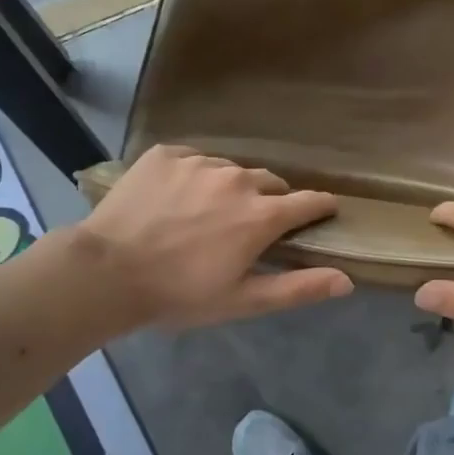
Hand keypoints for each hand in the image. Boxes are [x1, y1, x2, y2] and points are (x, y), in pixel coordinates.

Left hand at [76, 146, 352, 328]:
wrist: (106, 272)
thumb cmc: (179, 294)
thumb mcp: (243, 300)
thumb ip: (298, 287)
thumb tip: (347, 280)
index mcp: (262, 215)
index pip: (309, 201)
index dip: (320, 207)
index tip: (323, 212)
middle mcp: (238, 179)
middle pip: (271, 183)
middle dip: (270, 201)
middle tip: (251, 226)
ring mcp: (200, 162)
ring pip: (232, 170)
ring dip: (232, 188)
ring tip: (208, 214)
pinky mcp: (167, 154)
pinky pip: (195, 160)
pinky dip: (196, 177)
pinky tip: (177, 200)